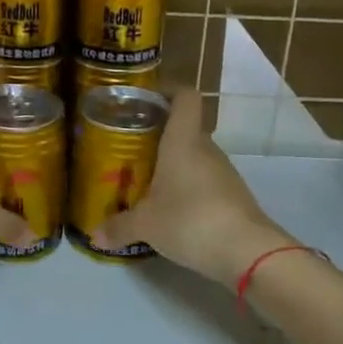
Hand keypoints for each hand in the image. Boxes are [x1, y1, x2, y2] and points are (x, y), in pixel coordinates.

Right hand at [94, 86, 289, 287]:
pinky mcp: (233, 196)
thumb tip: (94, 234)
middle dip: (159, 136)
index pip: (185, 96)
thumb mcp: (146, 225)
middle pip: (185, 128)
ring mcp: (224, 172)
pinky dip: (188, 187)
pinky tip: (171, 209)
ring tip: (146, 182)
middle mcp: (205, 149)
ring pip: (195, 156)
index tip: (146, 99)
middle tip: (132, 149)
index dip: (168, 90)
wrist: (248, 253)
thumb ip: (119, 226)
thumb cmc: (190, 220)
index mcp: (183, 141)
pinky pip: (205, 181)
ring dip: (173, 165)